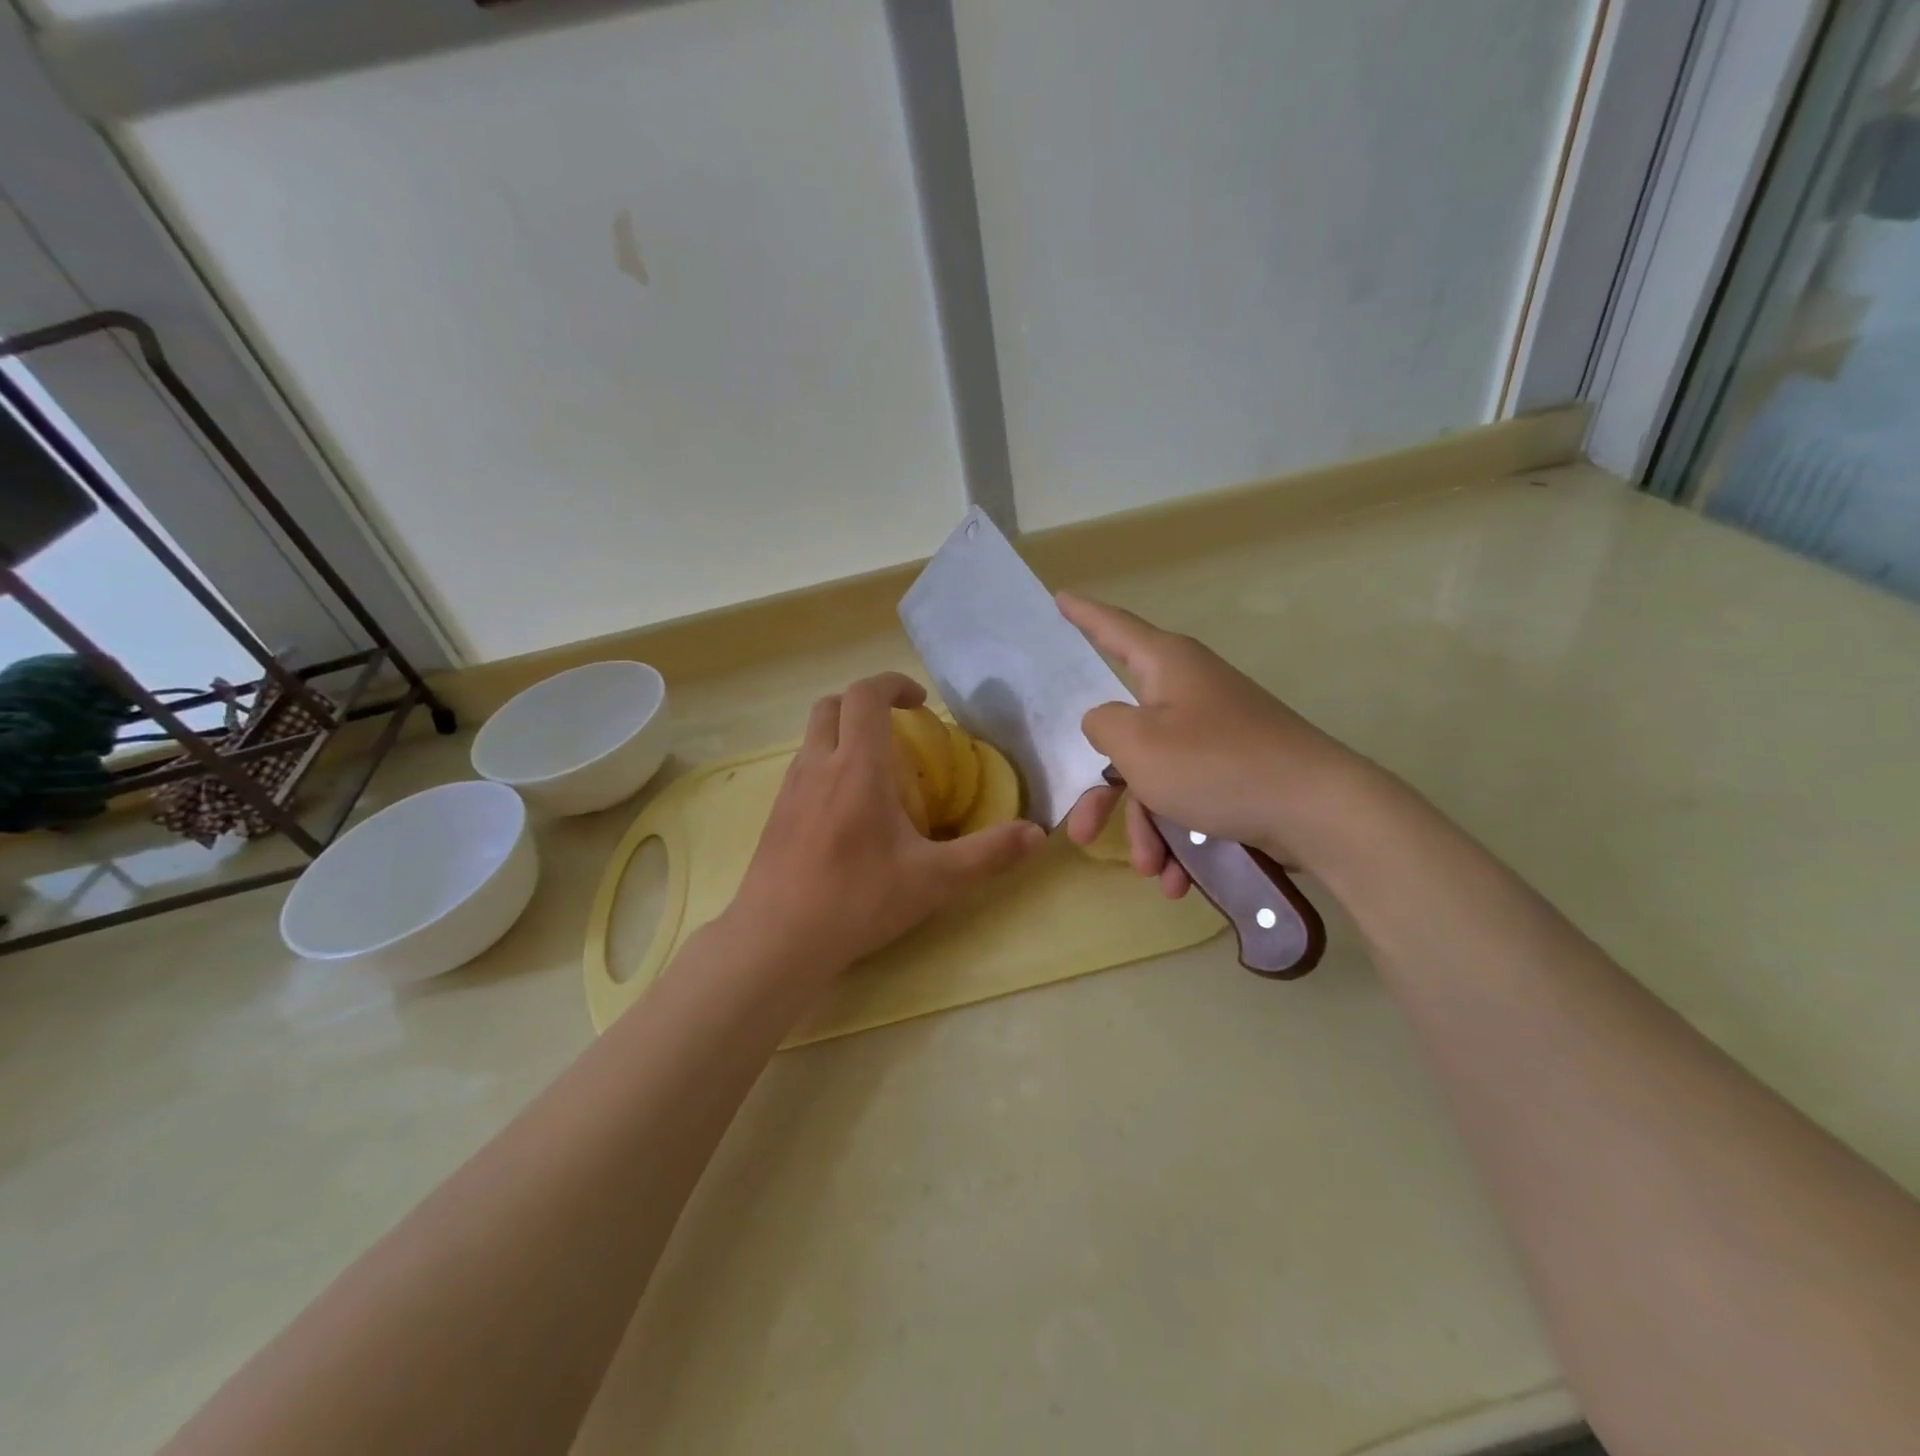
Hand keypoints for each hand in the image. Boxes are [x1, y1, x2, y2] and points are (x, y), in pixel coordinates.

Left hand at [727, 672, 1045, 976]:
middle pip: (831, 705)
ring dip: (844, 733)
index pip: (865, 695)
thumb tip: (1037, 834)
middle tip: (899, 730)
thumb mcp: (934, 881)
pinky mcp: (775, 815)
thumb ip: (988, 855)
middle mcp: (817, 767)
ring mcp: (789, 790)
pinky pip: (802, 767)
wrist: (776, 942)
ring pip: (813, 736)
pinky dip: (827, 764)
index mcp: (856, 768)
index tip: (920, 703)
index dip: (893, 684)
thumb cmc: (856, 902)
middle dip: (865, 703)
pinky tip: (848, 810)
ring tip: (877, 770)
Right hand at [1057, 594, 1376, 895]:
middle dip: (1104, 791)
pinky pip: (1190, 796)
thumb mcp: (1138, 744)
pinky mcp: (1237, 768)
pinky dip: (1180, 833)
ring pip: (1157, 776)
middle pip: (1126, 733)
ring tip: (1152, 870)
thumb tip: (1104, 720)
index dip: (1083, 614)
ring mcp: (1216, 731)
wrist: (1319, 810)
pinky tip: (1180, 876)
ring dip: (1146, 826)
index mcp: (1167, 666)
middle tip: (1081, 832)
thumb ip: (1103, 724)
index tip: (1060, 598)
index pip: (1113, 628)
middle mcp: (1190, 691)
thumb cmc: (1216, 765)